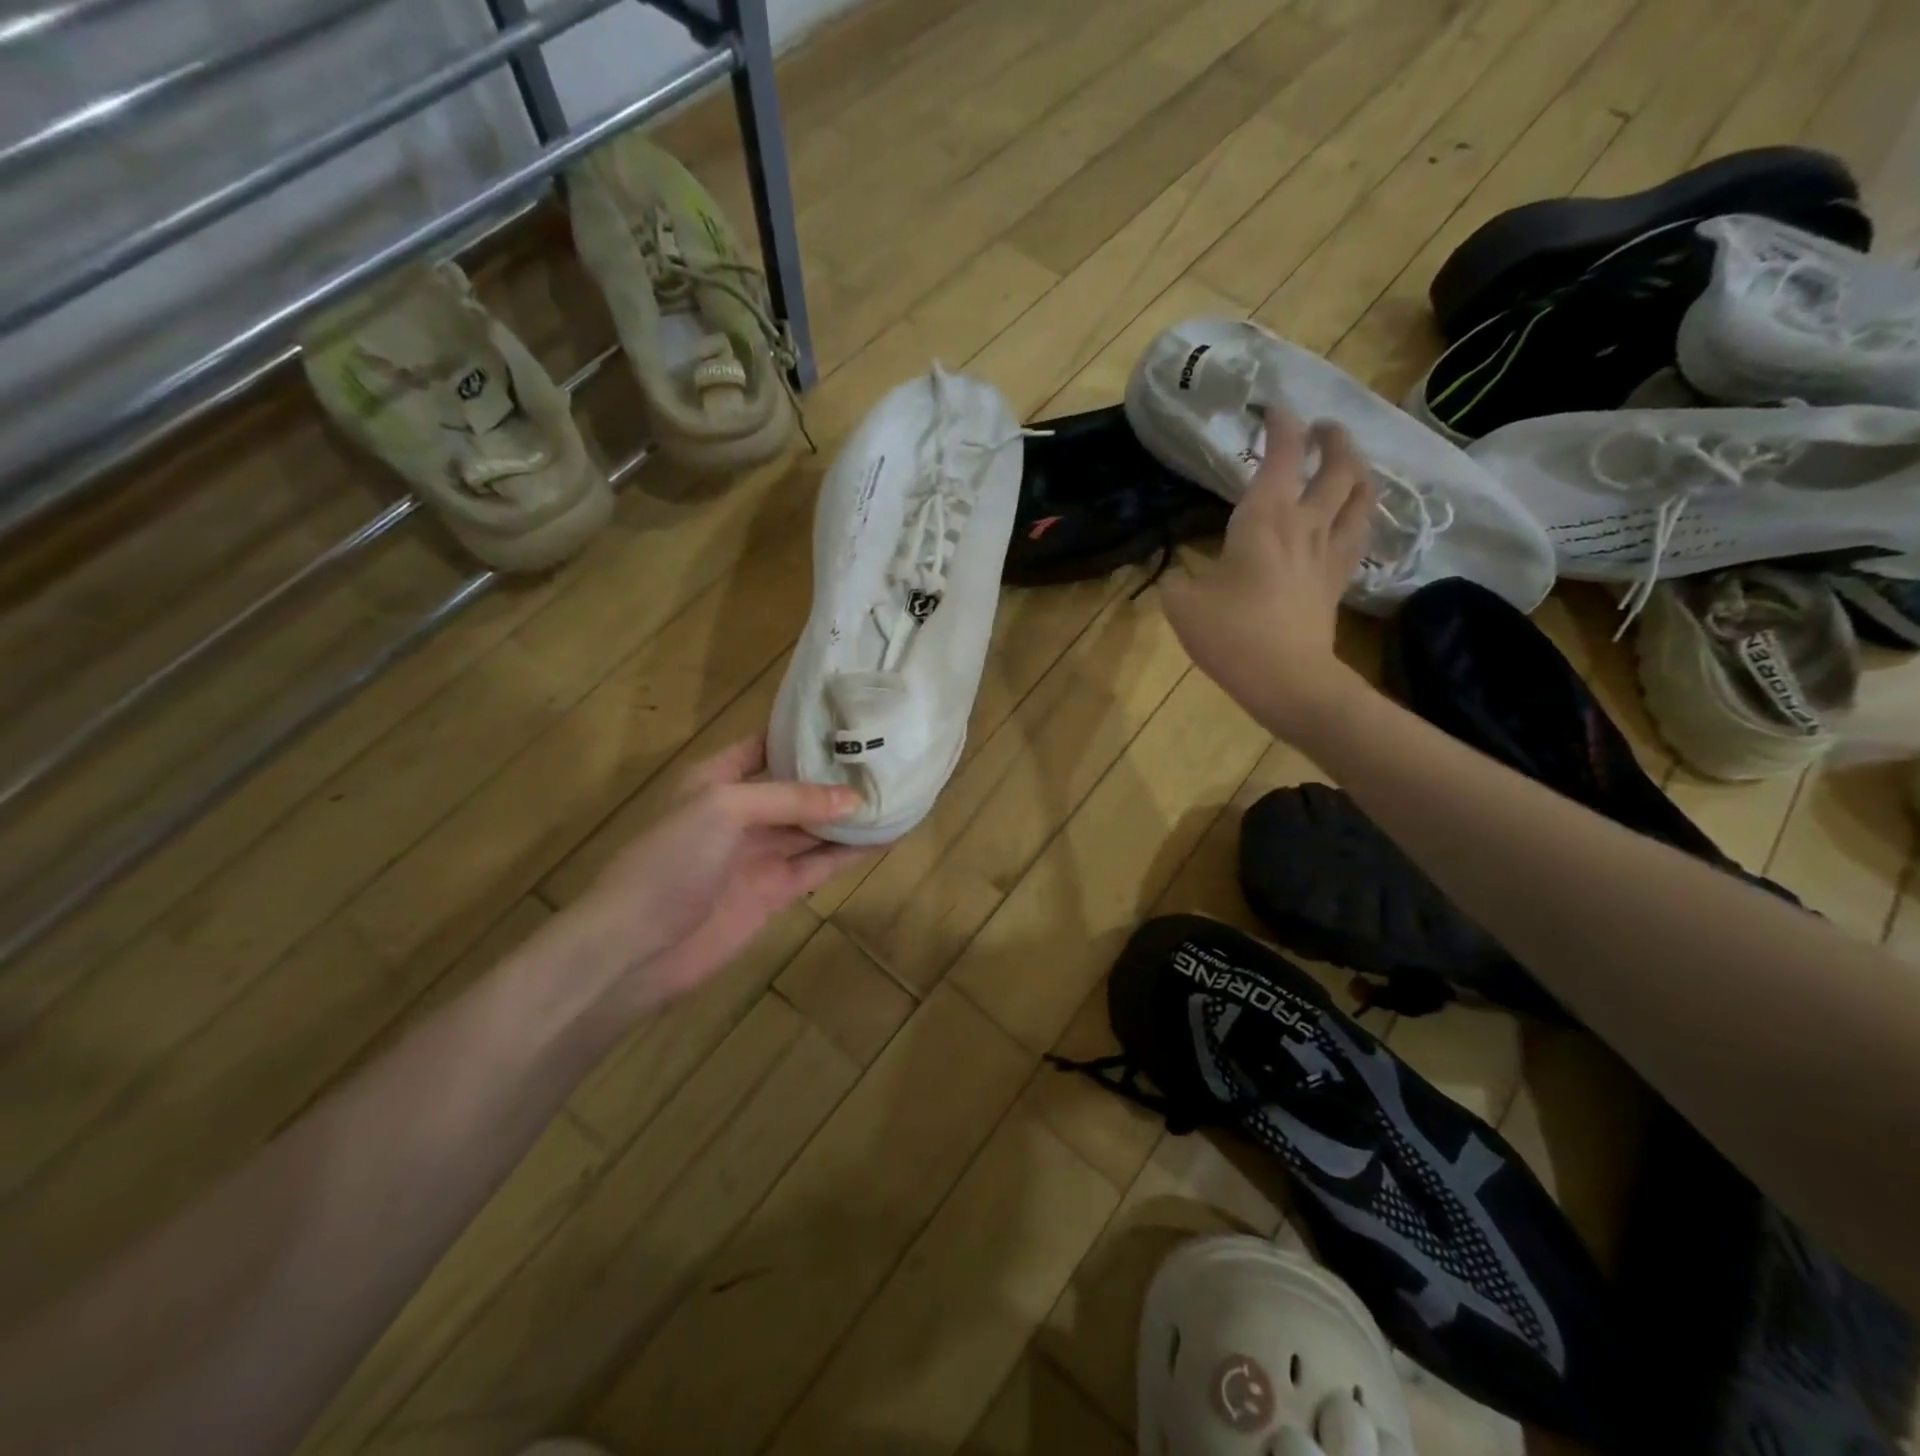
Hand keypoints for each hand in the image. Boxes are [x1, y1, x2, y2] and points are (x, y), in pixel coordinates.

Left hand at [570, 738, 867, 1013]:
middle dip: (836, 775)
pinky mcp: (775, 892)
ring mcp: (759, 854)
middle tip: (888, 757)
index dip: (802, 733)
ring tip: (897, 792)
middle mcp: (741, 812)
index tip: (849, 720)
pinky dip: (850, 853)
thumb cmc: (670, 861)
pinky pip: (819, 865)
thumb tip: (855, 799)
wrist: (635, 949)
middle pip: (797, 787)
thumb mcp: (723, 809)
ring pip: (814, 827)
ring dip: (850, 814)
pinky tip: (885, 837)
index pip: (764, 745)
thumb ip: (790, 798)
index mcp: (716, 779)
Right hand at [1161, 406, 1373, 739]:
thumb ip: (1175, 578)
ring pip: (1361, 496)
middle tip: (1321, 429)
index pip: (1281, 455)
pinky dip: (1360, 513)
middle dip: (1332, 439)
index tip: (1273, 408)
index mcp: (1264, 518)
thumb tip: (1176, 571)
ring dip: (1357, 470)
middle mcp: (1304, 524)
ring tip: (1348, 462)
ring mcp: (1327, 553)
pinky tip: (1353, 516)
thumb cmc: (1231, 634)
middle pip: (1337, 467)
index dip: (1280, 424)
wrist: (1287, 680)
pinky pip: (1359, 534)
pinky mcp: (1337, 581)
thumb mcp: (1181, 604)